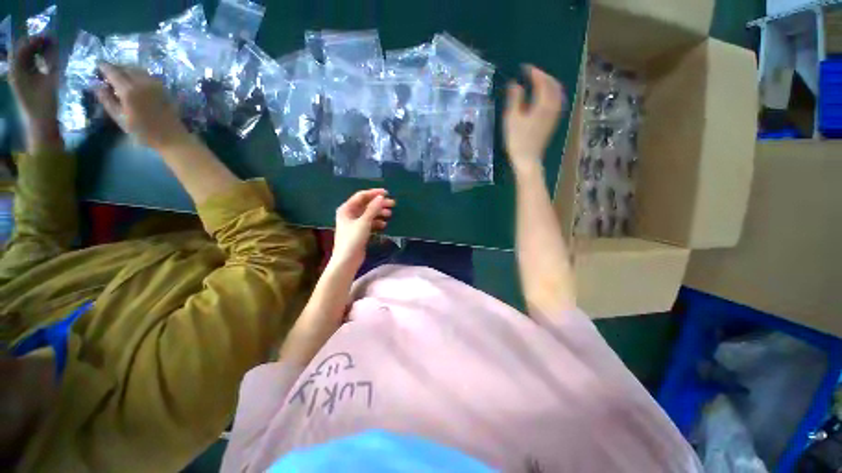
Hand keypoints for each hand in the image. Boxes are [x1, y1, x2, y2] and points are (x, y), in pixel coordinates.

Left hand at [9, 37, 60, 147]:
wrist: (40, 125)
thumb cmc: (44, 105)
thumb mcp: (50, 81)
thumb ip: (51, 61)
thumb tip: (53, 44)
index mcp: (17, 69)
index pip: (24, 46)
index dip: (37, 39)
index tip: (52, 37)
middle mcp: (16, 71)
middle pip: (24, 50)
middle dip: (37, 44)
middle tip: (53, 42)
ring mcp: (20, 78)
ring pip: (27, 57)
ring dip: (39, 51)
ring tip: (52, 50)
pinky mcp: (26, 83)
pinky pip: (30, 65)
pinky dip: (39, 59)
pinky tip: (48, 61)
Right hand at [95, 62, 189, 150]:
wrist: (172, 137)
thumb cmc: (143, 132)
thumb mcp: (120, 118)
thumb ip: (107, 100)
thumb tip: (96, 85)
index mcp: (129, 90)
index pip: (113, 71)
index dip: (104, 67)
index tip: (97, 65)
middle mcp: (142, 83)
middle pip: (125, 67)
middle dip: (115, 67)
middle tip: (107, 72)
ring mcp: (155, 84)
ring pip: (137, 69)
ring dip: (127, 69)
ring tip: (120, 76)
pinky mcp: (163, 88)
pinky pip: (147, 74)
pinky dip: (138, 73)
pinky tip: (134, 80)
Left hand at [332, 189, 395, 269]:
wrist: (347, 260)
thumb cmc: (353, 239)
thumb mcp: (364, 222)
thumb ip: (373, 209)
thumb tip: (381, 197)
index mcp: (346, 209)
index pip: (361, 196)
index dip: (374, 193)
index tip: (387, 193)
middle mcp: (350, 214)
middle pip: (366, 205)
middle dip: (379, 204)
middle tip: (393, 204)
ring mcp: (355, 223)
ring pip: (369, 214)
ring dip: (379, 213)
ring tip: (390, 214)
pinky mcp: (360, 231)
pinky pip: (370, 222)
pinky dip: (377, 222)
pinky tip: (384, 224)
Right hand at [504, 65, 565, 174]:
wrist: (528, 159)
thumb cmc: (517, 140)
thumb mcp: (511, 118)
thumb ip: (514, 99)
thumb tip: (515, 84)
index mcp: (543, 103)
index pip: (542, 81)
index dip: (533, 72)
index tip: (524, 68)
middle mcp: (553, 106)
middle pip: (553, 85)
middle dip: (543, 76)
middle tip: (531, 73)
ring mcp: (555, 115)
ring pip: (557, 93)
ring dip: (549, 84)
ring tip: (538, 82)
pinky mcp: (553, 122)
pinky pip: (557, 101)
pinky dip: (551, 94)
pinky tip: (544, 97)